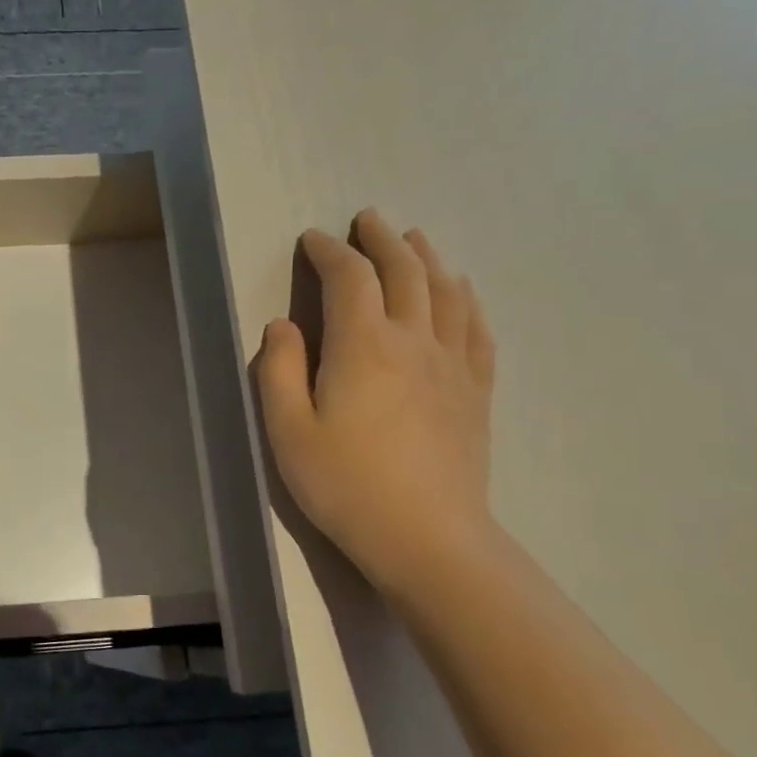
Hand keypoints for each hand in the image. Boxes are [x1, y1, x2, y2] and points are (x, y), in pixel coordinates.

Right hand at [256, 209, 497, 599]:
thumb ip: (279, 371)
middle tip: (367, 219)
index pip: (348, 278)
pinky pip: (477, 329)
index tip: (313, 240)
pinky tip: (462, 292)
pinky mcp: (476, 391)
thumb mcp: (288, 432)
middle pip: (404, 271)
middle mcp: (413, 341)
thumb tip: (281, 326)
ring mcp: (452, 365)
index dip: (330, 251)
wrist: (427, 538)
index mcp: (362, 346)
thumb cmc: (346, 486)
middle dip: (382, 239)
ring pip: (446, 291)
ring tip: (414, 239)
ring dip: (427, 257)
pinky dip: (466, 299)